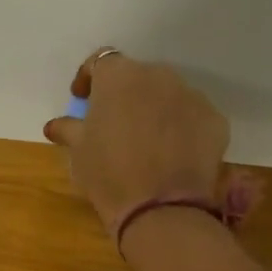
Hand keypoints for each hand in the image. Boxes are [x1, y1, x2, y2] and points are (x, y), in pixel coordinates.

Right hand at [43, 48, 230, 235]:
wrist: (160, 209)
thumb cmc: (108, 173)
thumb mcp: (78, 152)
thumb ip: (68, 129)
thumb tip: (56, 125)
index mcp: (119, 77)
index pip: (101, 61)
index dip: (88, 77)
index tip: (80, 98)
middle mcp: (158, 76)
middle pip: (137, 76)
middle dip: (123, 94)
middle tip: (112, 122)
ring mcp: (192, 96)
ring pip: (166, 94)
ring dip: (152, 109)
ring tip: (143, 140)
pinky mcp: (215, 120)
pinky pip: (190, 116)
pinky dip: (179, 127)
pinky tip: (169, 154)